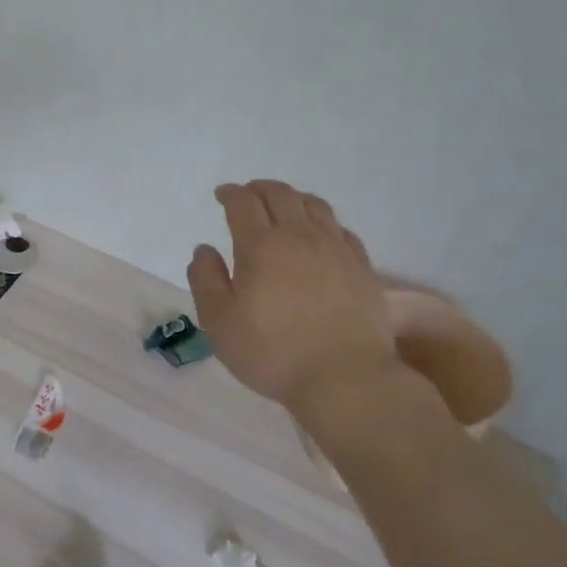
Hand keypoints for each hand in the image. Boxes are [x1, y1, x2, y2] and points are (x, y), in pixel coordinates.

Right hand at [187, 180, 398, 411]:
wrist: (345, 378)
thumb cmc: (272, 352)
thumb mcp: (219, 321)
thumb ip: (205, 279)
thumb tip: (204, 250)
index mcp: (261, 245)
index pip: (243, 203)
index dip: (230, 194)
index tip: (221, 195)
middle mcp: (300, 236)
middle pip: (281, 195)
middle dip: (260, 189)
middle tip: (249, 195)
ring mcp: (336, 249)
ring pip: (315, 206)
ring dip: (294, 199)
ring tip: (284, 207)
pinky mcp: (362, 267)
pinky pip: (342, 230)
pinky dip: (324, 223)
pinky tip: (321, 235)